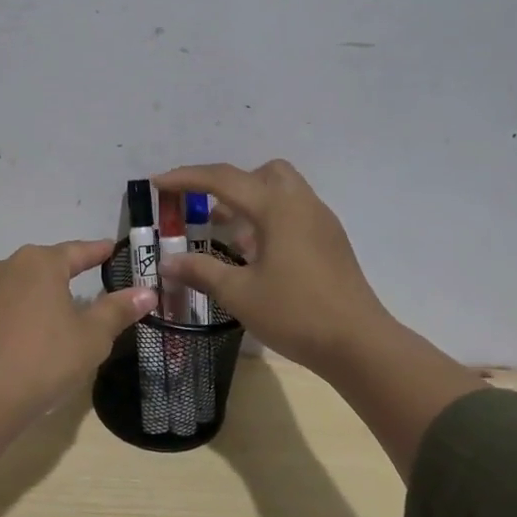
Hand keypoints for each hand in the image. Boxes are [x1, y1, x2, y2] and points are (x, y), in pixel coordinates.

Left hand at [0, 239, 156, 421]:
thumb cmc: (45, 358)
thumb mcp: (92, 336)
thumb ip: (117, 310)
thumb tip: (147, 292)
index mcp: (40, 262)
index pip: (78, 251)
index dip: (98, 252)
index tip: (113, 249)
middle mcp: (9, 266)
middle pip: (48, 264)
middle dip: (70, 270)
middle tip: (94, 277)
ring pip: (25, 283)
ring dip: (46, 290)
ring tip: (65, 303)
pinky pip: (9, 302)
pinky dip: (27, 308)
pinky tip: (37, 324)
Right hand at [153, 160, 391, 377]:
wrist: (358, 343)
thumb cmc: (295, 313)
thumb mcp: (239, 294)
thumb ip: (201, 271)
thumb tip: (167, 262)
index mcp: (277, 208)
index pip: (224, 179)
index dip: (187, 178)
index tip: (158, 183)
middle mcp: (302, 204)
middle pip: (263, 173)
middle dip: (230, 184)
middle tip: (208, 213)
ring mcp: (321, 222)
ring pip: (282, 191)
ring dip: (251, 202)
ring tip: (230, 237)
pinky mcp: (331, 241)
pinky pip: (295, 212)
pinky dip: (270, 219)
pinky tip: (258, 256)